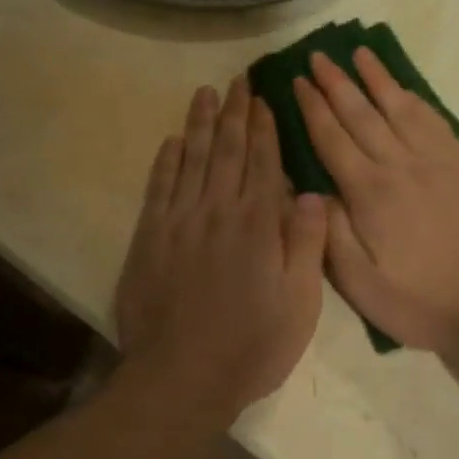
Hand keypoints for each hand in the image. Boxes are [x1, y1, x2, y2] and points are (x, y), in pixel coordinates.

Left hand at [115, 77, 328, 419]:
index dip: (263, 127)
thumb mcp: (299, 303)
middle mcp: (217, 211)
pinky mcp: (149, 239)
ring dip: (198, 124)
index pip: (261, 162)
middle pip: (225, 150)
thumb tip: (309, 192)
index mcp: (256, 224)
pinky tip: (171, 142)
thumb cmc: (252, 345)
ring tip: (204, 93)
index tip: (263, 98)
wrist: (181, 378)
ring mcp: (178, 223)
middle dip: (233, 112)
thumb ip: (306, 244)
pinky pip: (158, 189)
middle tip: (236, 79)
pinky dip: (165, 162)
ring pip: (190, 160)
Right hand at [293, 49, 458, 354]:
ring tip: (359, 53)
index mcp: (370, 193)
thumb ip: (331, 232)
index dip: (312, 107)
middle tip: (317, 56)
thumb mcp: (361, 284)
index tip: (297, 81)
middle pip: (361, 113)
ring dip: (376, 78)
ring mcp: (436, 160)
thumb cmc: (421, 301)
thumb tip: (310, 187)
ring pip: (399, 107)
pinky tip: (404, 89)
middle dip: (336, 83)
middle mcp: (400, 164)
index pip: (332, 138)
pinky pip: (433, 119)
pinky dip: (414, 98)